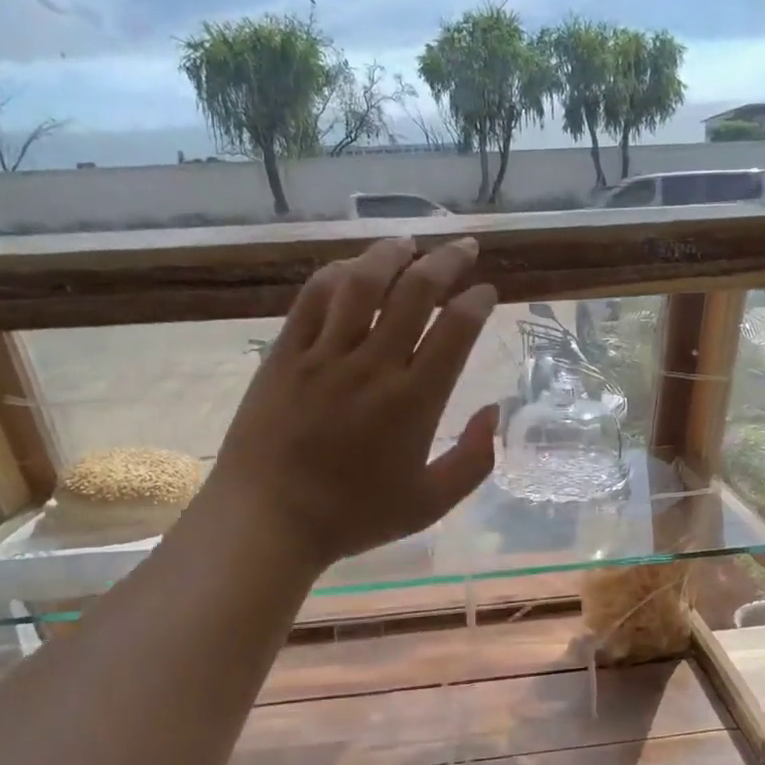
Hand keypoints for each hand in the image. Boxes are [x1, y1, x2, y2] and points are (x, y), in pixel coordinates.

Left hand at [195, 237, 498, 572]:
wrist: (268, 521)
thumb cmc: (353, 516)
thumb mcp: (430, 503)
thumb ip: (474, 459)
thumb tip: (495, 411)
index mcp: (414, 401)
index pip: (457, 329)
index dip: (477, 301)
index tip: (486, 291)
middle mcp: (373, 366)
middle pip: (415, 292)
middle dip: (447, 261)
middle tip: (463, 248)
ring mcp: (324, 355)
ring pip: (362, 283)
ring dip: (391, 254)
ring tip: (409, 243)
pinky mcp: (285, 354)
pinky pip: (312, 299)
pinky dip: (336, 274)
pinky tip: (351, 268)